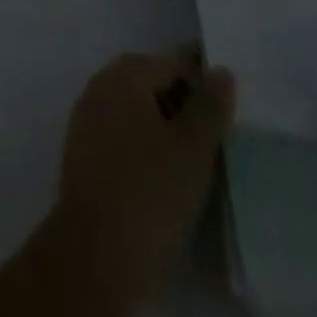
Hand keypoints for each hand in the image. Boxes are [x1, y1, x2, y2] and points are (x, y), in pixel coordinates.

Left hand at [47, 44, 235, 316]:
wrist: (93, 256)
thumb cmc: (149, 193)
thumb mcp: (192, 149)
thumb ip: (210, 105)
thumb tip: (221, 69)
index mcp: (125, 74)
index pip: (174, 60)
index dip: (205, 73)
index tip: (233, 94)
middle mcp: (101, 86)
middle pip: (152, 79)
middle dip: (185, 98)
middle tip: (220, 130)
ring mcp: (87, 119)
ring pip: (137, 108)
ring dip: (165, 122)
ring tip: (199, 155)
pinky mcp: (83, 153)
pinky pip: (122, 133)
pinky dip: (146, 143)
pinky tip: (168, 173)